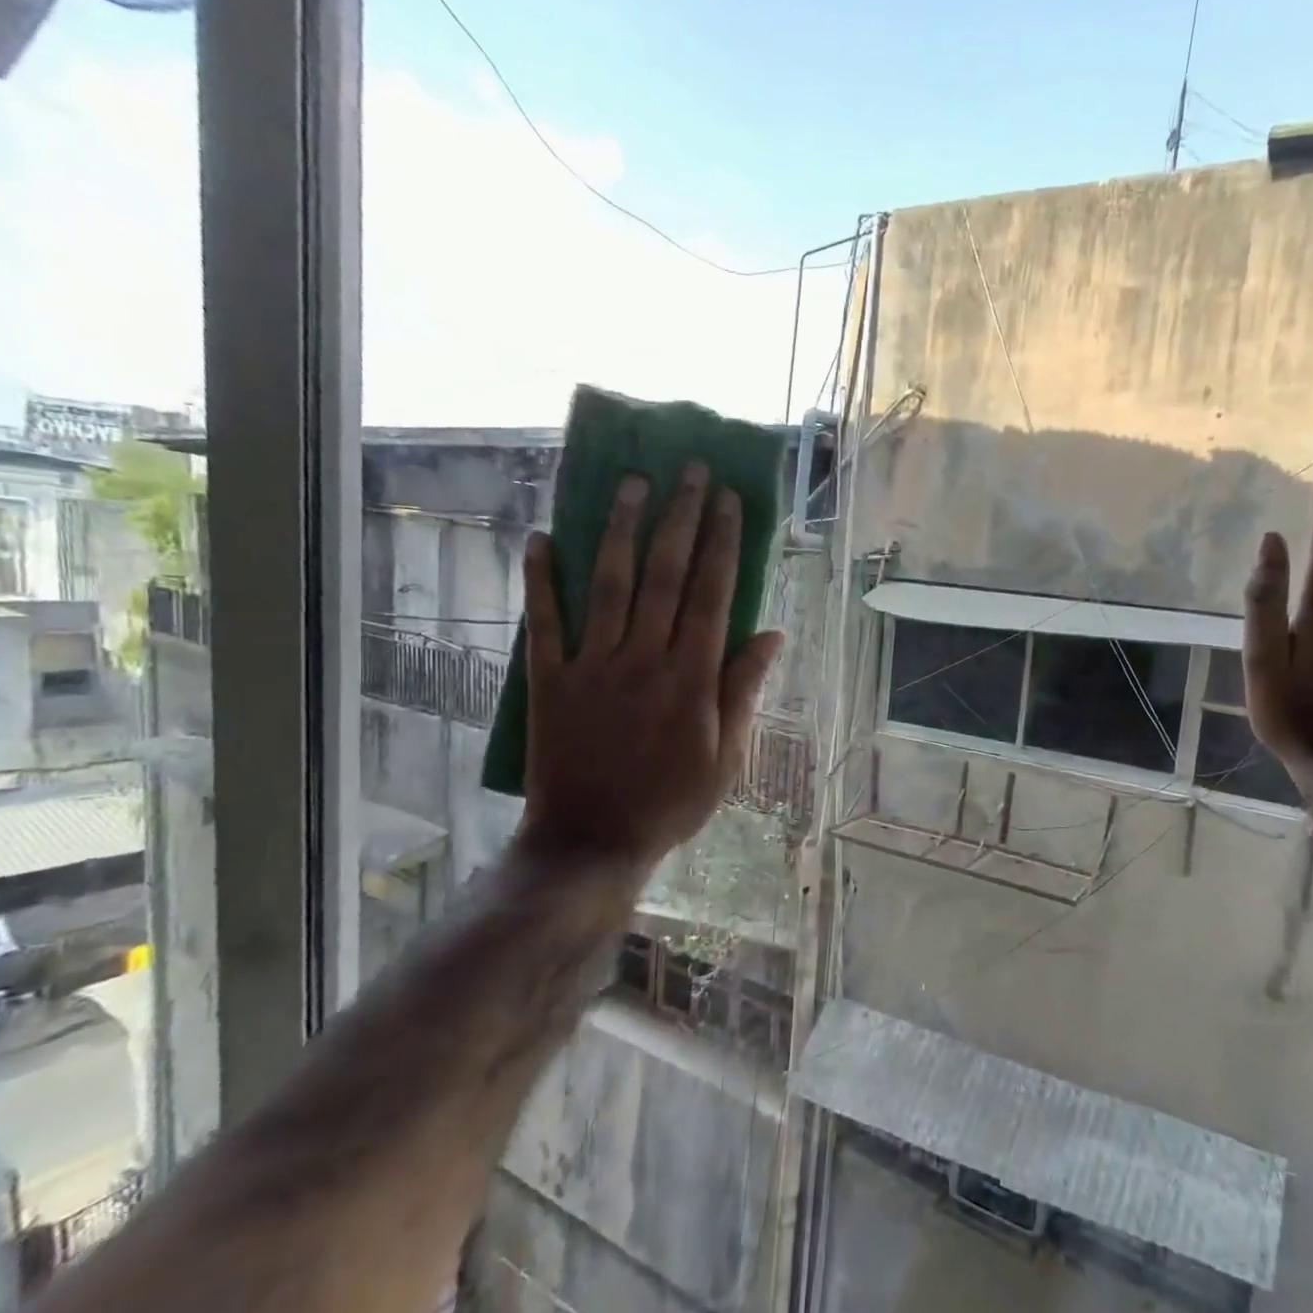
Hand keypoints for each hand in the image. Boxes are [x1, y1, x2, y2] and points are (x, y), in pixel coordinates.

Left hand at [518, 464, 782, 873]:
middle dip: (680, 517)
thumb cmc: (671, 801)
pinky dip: (540, 579)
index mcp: (692, 677)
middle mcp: (644, 658)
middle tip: (689, 470)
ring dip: (619, 529)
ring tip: (630, 483)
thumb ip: (744, 690)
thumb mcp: (728, 756)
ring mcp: (593, 665)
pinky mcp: (550, 679)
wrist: (592, 841)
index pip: (712, 594)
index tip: (729, 500)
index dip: (722, 542)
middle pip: (665, 574)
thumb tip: (772, 635)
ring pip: (609, 583)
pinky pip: (544, 621)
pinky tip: (540, 538)